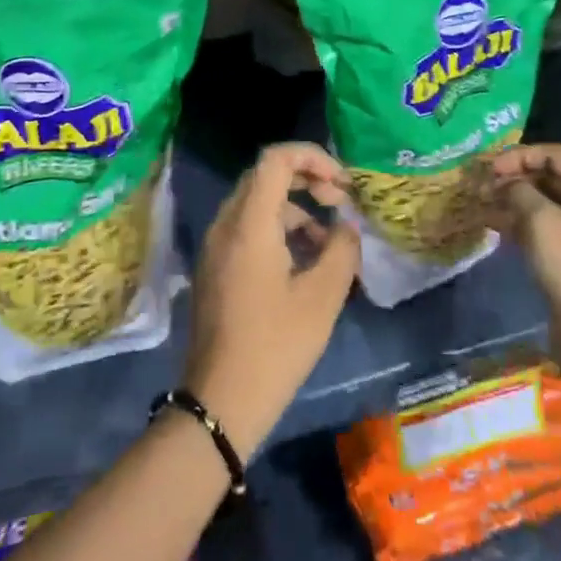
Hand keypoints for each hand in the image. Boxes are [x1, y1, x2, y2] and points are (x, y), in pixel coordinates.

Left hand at [183, 143, 360, 457]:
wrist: (220, 403)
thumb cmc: (275, 346)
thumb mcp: (322, 296)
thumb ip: (342, 248)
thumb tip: (346, 225)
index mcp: (249, 223)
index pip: (276, 158)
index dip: (313, 157)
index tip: (342, 184)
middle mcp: (225, 225)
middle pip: (265, 176)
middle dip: (307, 180)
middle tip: (339, 203)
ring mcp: (215, 247)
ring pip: (257, 203)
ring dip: (295, 209)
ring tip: (329, 242)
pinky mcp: (214, 268)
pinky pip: (247, 228)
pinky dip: (278, 230)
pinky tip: (304, 264)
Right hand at [488, 144, 560, 366]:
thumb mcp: (541, 220)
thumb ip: (519, 191)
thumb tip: (506, 183)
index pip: (556, 156)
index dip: (521, 156)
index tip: (491, 167)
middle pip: (549, 178)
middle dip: (514, 178)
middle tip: (481, 184)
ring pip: (542, 203)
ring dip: (512, 199)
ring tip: (480, 202)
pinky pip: (541, 227)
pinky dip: (518, 222)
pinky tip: (491, 224)